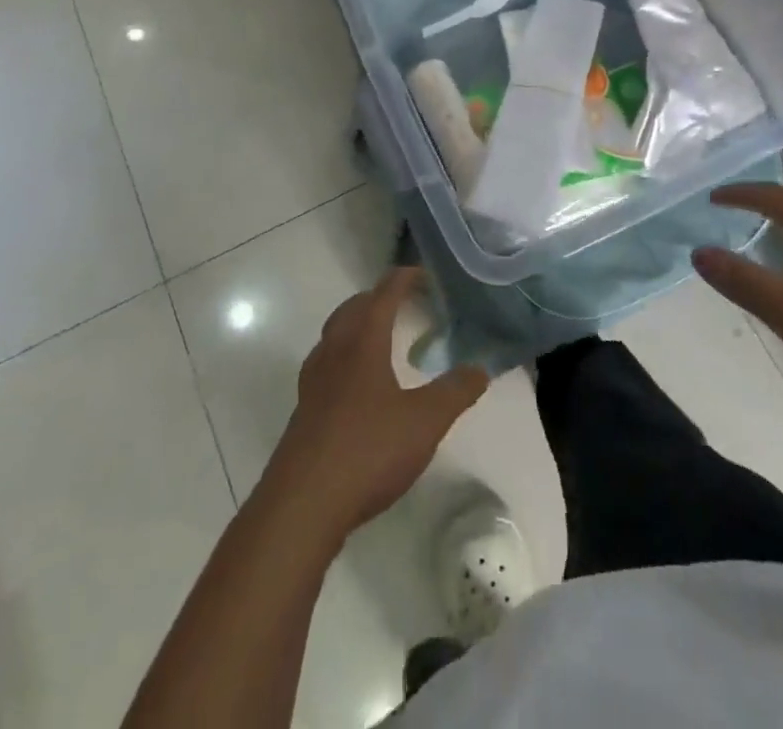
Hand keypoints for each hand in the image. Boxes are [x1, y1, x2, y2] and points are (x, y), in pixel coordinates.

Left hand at [262, 268, 488, 538]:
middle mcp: (334, 352)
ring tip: (382, 339)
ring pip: (334, 335)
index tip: (426, 276)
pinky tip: (359, 386)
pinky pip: (326, 365)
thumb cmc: (367, 451)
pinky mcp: (304, 411)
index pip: (384, 294)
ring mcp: (313, 382)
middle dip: (379, 298)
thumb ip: (456, 392)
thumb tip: (481, 368)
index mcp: (363, 342)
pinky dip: (345, 357)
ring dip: (358, 325)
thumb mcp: (425, 422)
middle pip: (353, 308)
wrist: (302, 506)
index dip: (405, 279)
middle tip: (406, 304)